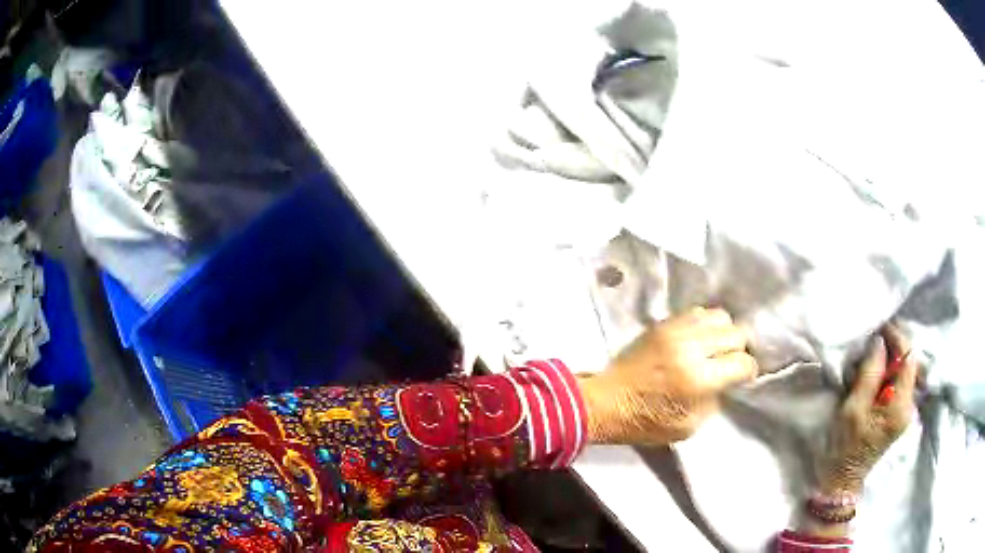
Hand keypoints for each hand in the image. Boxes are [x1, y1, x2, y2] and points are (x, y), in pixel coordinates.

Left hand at [578, 307, 757, 444]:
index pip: (742, 362)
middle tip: (730, 364)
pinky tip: (700, 340)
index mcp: (699, 378)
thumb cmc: (645, 422)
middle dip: (739, 350)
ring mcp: (676, 330)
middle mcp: (691, 347)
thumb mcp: (689, 427)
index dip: (748, 371)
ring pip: (720, 316)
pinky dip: (706, 324)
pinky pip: (698, 312)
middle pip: (736, 333)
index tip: (743, 377)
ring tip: (716, 349)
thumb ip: (714, 400)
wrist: (606, 401)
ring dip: (724, 333)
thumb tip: (728, 380)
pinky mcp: (663, 323)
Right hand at [818, 326, 917, 495]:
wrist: (842, 478)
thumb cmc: (845, 446)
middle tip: (875, 337)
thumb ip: (870, 373)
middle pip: (909, 363)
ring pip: (904, 371)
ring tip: (873, 352)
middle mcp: (909, 406)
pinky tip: (876, 370)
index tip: (880, 326)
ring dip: (891, 358)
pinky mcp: (898, 413)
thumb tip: (879, 341)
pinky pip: (899, 382)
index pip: (908, 358)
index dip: (897, 338)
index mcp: (900, 406)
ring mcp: (905, 410)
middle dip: (894, 346)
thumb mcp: (854, 408)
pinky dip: (889, 371)